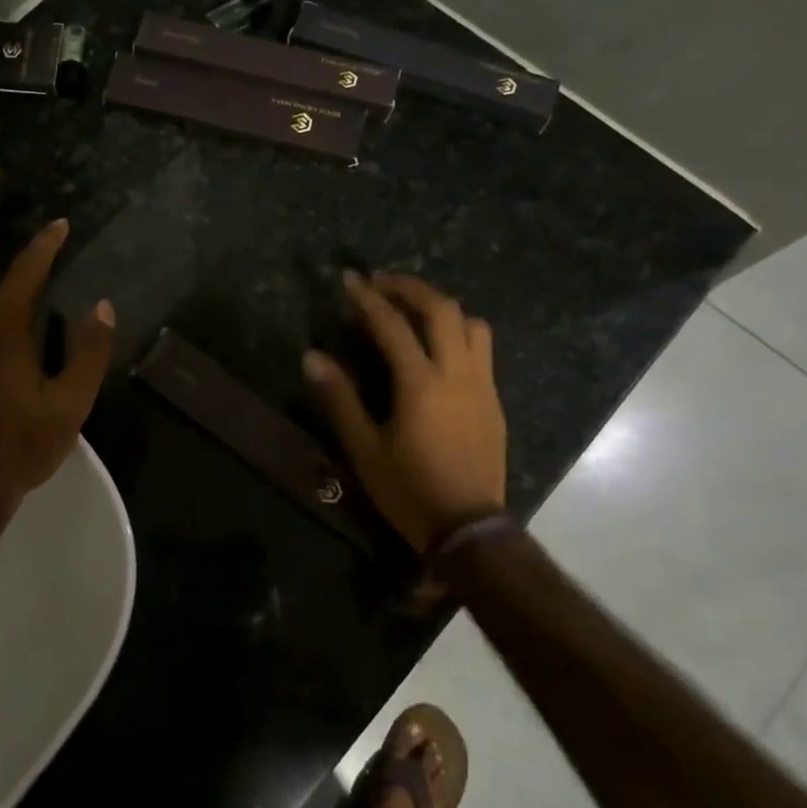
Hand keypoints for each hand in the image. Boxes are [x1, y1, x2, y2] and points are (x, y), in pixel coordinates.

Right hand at [303, 272, 505, 553]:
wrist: (468, 528)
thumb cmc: (409, 490)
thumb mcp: (364, 449)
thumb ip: (339, 399)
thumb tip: (312, 358)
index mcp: (421, 384)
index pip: (393, 326)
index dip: (368, 299)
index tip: (350, 280)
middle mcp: (457, 374)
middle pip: (443, 309)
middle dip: (411, 288)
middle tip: (382, 285)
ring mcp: (482, 386)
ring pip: (473, 325)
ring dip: (442, 309)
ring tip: (414, 313)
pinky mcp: (494, 401)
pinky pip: (482, 350)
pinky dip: (457, 334)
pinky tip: (436, 351)